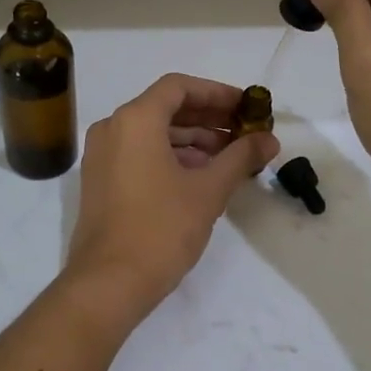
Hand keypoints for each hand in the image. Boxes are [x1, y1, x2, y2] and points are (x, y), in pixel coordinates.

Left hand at [65, 74, 280, 313]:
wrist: (108, 283)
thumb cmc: (161, 228)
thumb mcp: (209, 190)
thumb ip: (241, 157)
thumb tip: (270, 139)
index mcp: (135, 120)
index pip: (178, 87)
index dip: (216, 93)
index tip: (245, 107)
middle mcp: (112, 128)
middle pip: (165, 108)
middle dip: (208, 118)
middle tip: (244, 132)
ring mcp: (101, 155)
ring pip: (152, 133)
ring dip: (192, 139)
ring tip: (229, 157)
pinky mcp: (100, 181)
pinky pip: (139, 153)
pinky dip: (170, 156)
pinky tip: (200, 176)